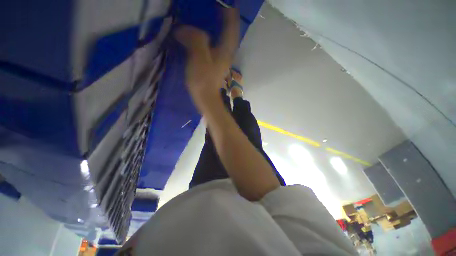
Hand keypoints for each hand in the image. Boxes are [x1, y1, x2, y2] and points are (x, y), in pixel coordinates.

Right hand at [174, 8, 239, 109]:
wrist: (205, 98)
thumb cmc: (203, 80)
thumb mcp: (199, 58)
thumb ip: (195, 39)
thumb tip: (185, 29)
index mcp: (225, 49)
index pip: (232, 26)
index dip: (229, 12)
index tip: (224, 3)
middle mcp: (226, 53)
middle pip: (228, 31)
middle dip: (223, 17)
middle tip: (213, 8)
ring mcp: (220, 59)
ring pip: (220, 39)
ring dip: (215, 27)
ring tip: (205, 17)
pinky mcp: (214, 65)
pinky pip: (213, 46)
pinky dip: (208, 38)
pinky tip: (199, 36)